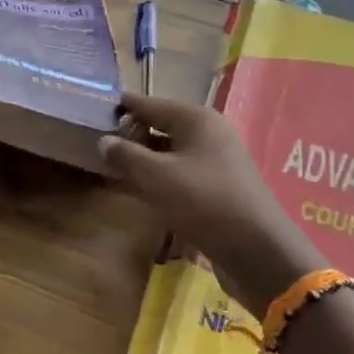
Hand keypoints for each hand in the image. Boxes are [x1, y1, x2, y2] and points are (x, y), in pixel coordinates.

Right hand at [98, 92, 325, 310]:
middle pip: (163, 125)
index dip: (124, 106)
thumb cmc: (203, 201)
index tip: (96, 107)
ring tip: (115, 165)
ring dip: (146, 157)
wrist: (257, 249)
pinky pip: (183, 171)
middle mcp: (210, 133)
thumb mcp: (156, 177)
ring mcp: (218, 160)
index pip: (150, 104)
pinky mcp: (220, 186)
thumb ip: (126, 155)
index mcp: (196, 119)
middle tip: (99, 141)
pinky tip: (144, 188)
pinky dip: (162, 176)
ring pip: (172, 151)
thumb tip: (103, 140)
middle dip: (133, 133)